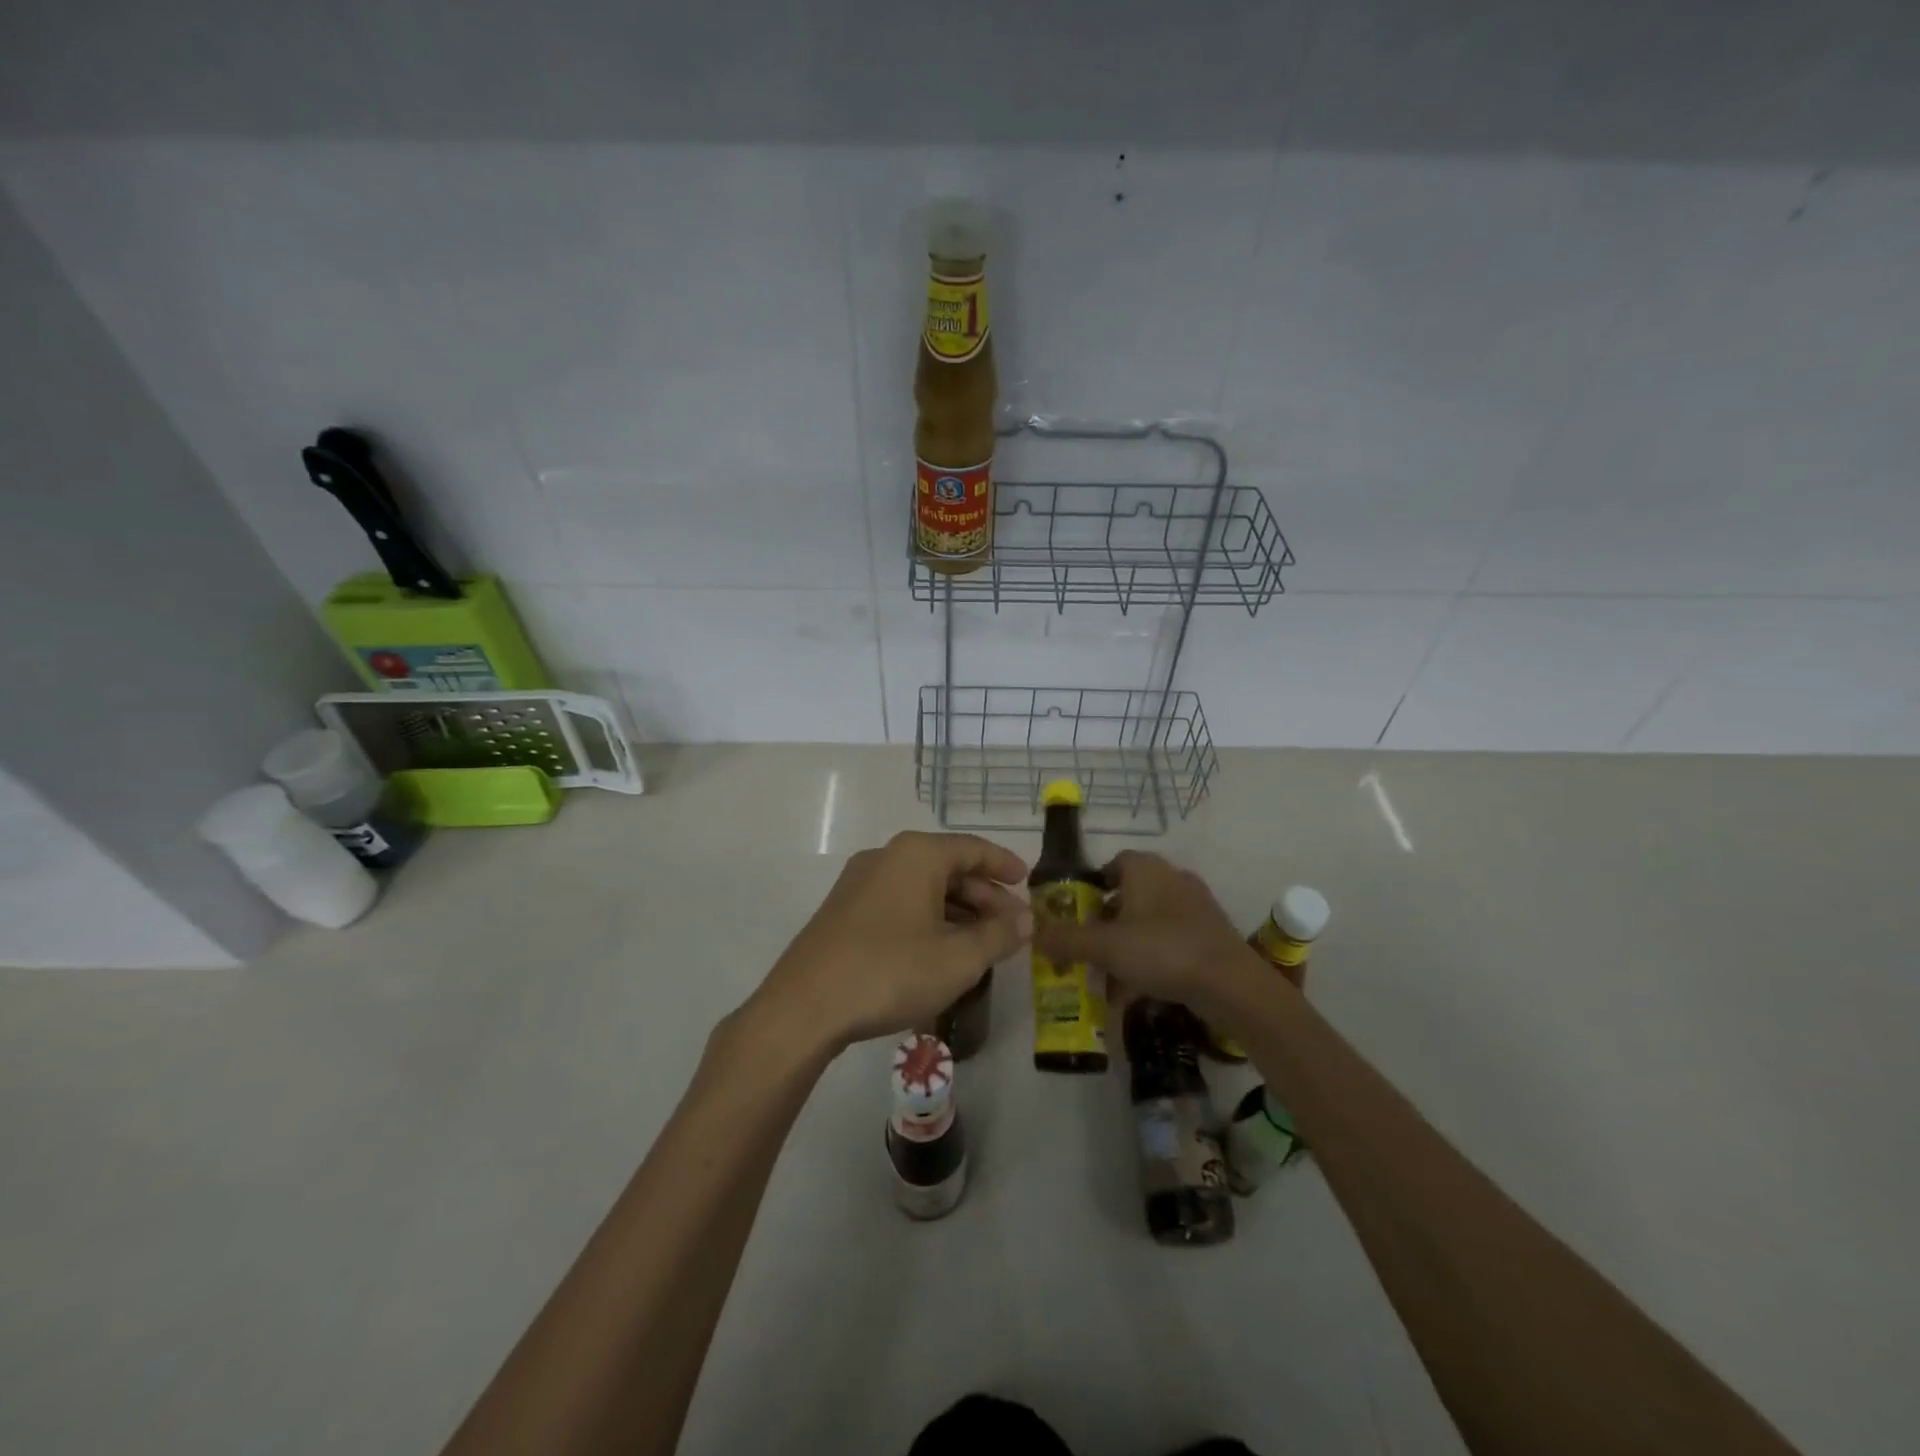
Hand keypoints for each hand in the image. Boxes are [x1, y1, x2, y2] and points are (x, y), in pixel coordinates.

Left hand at [750, 831, 1031, 1054]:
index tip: (1027, 882)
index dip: (1004, 865)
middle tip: (1011, 925)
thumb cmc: (891, 971)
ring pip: (922, 888)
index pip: (972, 848)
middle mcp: (886, 857)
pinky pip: (899, 903)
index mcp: (916, 854)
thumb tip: (1026, 919)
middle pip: (947, 867)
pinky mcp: (844, 910)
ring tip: (982, 944)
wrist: (805, 1006)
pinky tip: (940, 951)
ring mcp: (860, 883)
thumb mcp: (958, 958)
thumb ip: (999, 935)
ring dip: (957, 911)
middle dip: (984, 896)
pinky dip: (929, 919)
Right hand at [1033, 850, 1254, 1013]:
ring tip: (1110, 974)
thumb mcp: (1104, 947)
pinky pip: (1171, 940)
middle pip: (1129, 894)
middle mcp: (1172, 878)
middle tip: (1088, 947)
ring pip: (1149, 920)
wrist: (1232, 985)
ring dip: (1128, 943)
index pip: (1112, 863)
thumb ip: (1066, 939)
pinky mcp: (1211, 934)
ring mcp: (1196, 906)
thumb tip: (1033, 934)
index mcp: (1146, 869)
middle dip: (1106, 921)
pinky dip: (1153, 958)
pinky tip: (1141, 988)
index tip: (1075, 913)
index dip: (1091, 886)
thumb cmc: (1162, 951)